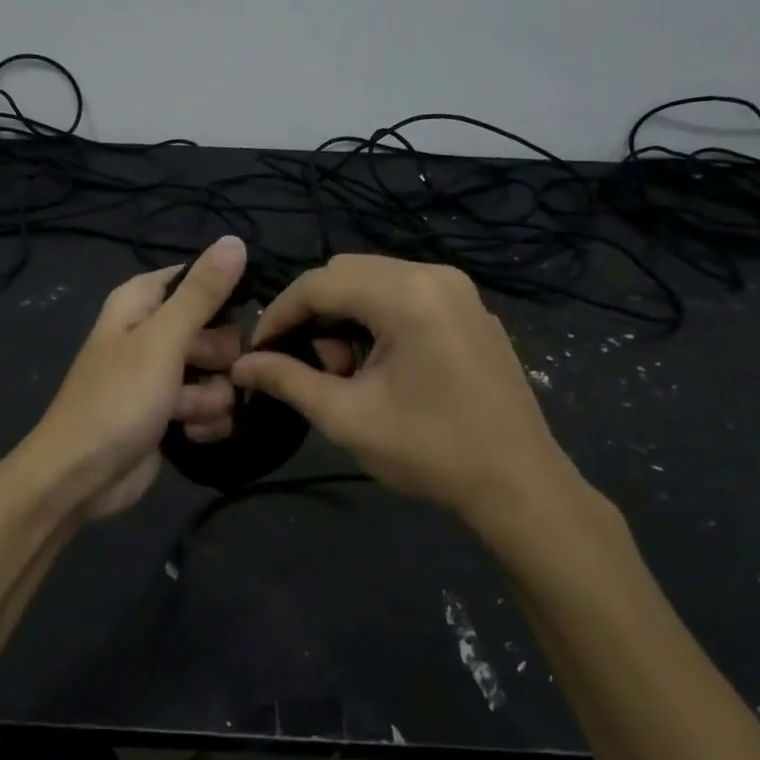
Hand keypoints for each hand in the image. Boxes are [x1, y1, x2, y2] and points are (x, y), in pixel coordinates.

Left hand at [19, 235, 247, 521]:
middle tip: (199, 370)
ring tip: (183, 412)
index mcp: (142, 302)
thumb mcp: (162, 341)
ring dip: (210, 397)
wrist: (80, 478)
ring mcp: (164, 376)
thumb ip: (202, 293)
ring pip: (220, 374)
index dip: (222, 298)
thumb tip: (235, 240)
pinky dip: (204, 422)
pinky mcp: (173, 413)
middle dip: (217, 357)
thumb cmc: (116, 400)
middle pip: (218, 329)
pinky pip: (212, 407)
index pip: (199, 279)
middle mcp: (153, 333)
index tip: (237, 317)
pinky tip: (187, 434)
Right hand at [231, 255, 611, 563]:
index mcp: (406, 294)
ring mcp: (459, 291)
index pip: (319, 282)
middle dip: (314, 315)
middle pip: (347, 273)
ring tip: (347, 374)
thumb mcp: (346, 417)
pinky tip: (381, 368)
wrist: (519, 486)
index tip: (257, 350)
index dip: (279, 314)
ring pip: (375, 283)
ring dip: (345, 318)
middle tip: (309, 367)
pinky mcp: (471, 311)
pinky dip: (378, 320)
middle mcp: (434, 275)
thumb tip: (240, 364)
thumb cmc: (429, 451)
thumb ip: (287, 381)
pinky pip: (406, 296)